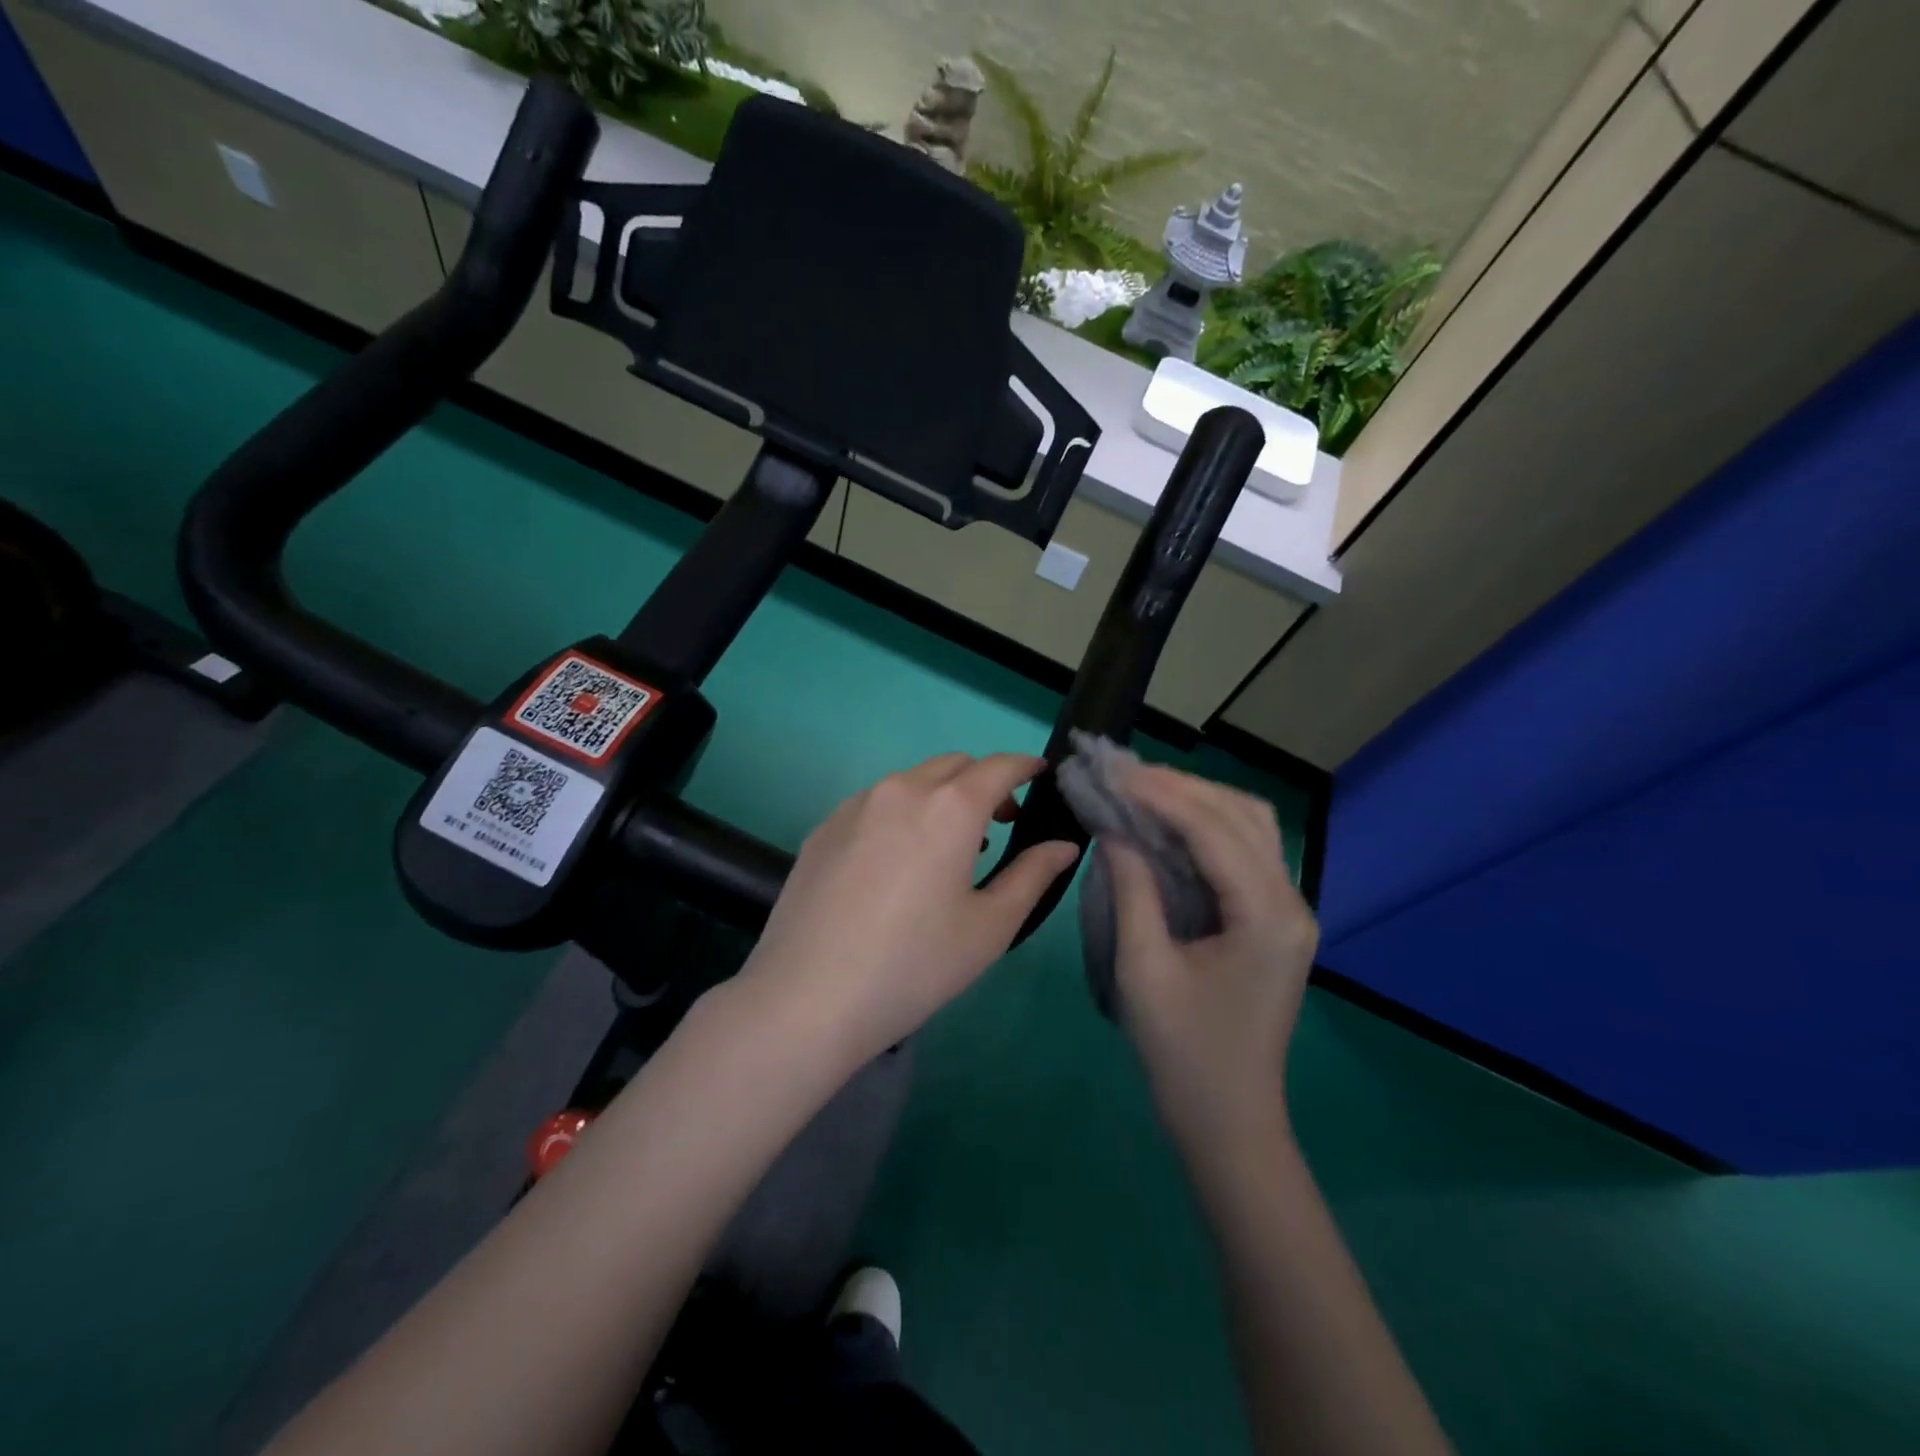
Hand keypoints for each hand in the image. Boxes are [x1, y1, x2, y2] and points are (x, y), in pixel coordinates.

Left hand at [737, 752, 1078, 1072]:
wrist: (807, 997)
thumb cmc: (914, 965)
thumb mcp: (989, 927)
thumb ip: (1032, 875)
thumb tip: (1063, 845)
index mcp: (949, 808)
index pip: (999, 766)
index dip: (1025, 766)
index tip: (1040, 776)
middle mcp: (901, 790)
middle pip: (953, 766)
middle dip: (984, 782)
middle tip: (1001, 821)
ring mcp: (855, 806)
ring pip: (911, 781)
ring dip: (940, 796)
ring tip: (949, 845)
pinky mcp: (823, 827)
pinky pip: (875, 803)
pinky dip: (901, 812)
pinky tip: (896, 861)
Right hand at [1105, 764, 1317, 1152]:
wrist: (1229, 1121)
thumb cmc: (1181, 1053)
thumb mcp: (1143, 970)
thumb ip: (1131, 889)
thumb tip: (1114, 830)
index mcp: (1267, 917)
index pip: (1213, 829)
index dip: (1161, 794)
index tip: (1113, 772)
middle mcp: (1291, 902)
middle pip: (1242, 815)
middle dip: (1181, 787)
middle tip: (1123, 774)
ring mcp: (1289, 911)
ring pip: (1249, 827)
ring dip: (1197, 800)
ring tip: (1141, 789)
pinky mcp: (1274, 921)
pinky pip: (1244, 853)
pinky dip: (1205, 827)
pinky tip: (1167, 824)